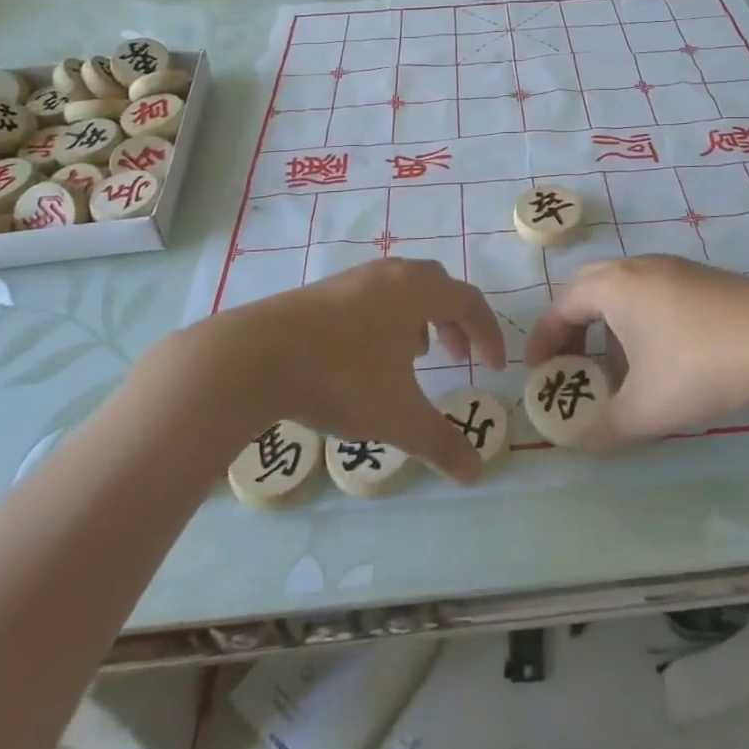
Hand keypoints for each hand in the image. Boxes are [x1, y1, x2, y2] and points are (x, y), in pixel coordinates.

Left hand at [216, 260, 506, 484]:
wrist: (255, 357)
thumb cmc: (342, 377)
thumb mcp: (398, 417)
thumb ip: (441, 443)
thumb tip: (476, 473)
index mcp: (416, 291)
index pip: (469, 300)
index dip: (488, 333)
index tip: (494, 368)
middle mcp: (389, 275)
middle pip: (437, 286)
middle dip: (454, 321)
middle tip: (457, 357)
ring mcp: (352, 279)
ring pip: (401, 289)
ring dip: (418, 319)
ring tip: (412, 358)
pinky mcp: (320, 292)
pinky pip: (371, 298)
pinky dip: (385, 321)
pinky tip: (367, 358)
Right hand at [526, 257, 748, 448]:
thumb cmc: (699, 367)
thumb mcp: (647, 409)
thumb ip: (604, 430)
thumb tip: (579, 444)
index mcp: (613, 287)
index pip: (561, 306)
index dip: (544, 340)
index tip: (539, 372)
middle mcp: (637, 267)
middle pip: (588, 289)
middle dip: (572, 328)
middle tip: (571, 364)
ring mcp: (673, 268)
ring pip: (623, 291)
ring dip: (607, 326)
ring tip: (617, 369)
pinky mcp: (702, 279)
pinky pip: (652, 294)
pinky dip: (638, 321)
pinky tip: (660, 358)